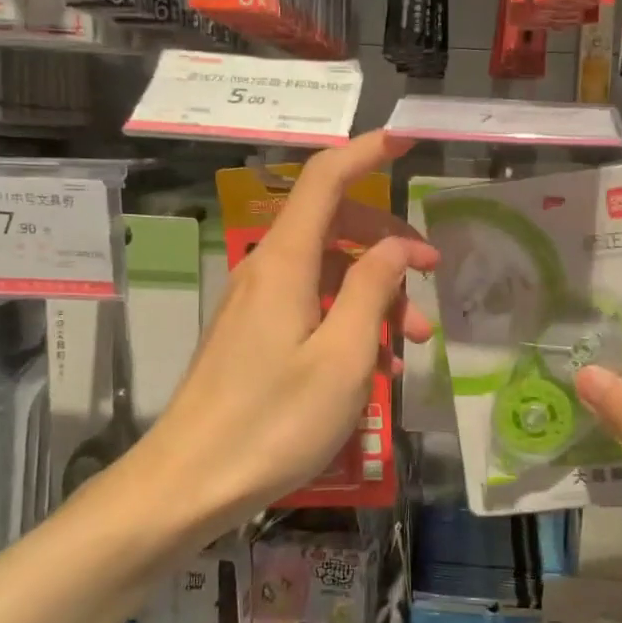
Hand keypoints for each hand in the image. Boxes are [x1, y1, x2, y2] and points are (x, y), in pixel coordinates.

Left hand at [135, 131, 436, 530]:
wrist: (189, 483)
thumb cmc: (273, 421)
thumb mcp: (342, 356)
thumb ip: (371, 289)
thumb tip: (394, 247)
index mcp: (285, 262)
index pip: (325, 180)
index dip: (365, 152)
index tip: (405, 139)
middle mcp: (267, 270)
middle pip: (333, 224)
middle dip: (388, 239)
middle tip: (432, 269)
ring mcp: (257, 304)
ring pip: (327, 271)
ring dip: (374, 292)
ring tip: (413, 341)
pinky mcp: (254, 335)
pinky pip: (311, 305)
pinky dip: (348, 318)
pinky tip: (375, 362)